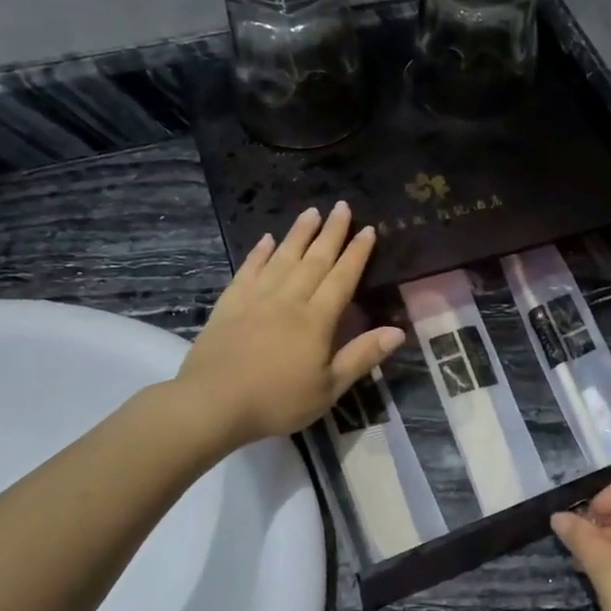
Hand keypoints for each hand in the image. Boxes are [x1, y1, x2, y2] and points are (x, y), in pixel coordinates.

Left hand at [178, 201, 404, 448]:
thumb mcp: (329, 388)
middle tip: (342, 206)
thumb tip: (397, 331)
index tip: (368, 229)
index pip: (341, 279)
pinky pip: (248, 270)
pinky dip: (259, 253)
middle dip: (331, 233)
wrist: (213, 403)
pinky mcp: (229, 304)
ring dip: (298, 234)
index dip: (356, 254)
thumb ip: (362, 356)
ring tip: (311, 212)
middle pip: (314, 260)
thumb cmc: (277, 400)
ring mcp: (256, 299)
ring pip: (282, 258)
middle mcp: (288, 300)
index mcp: (316, 320)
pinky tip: (267, 240)